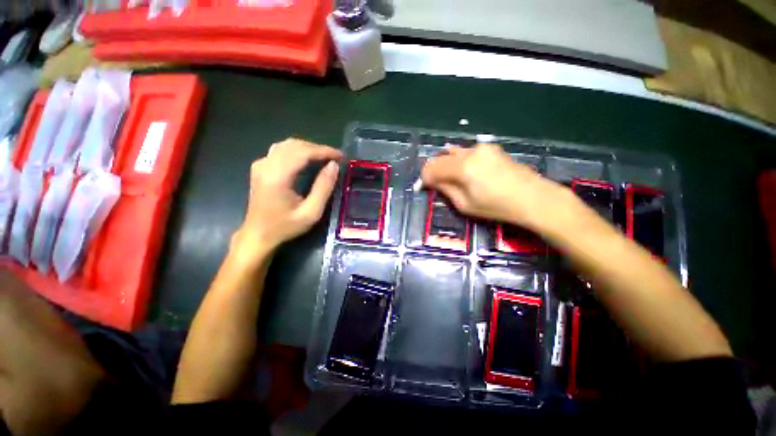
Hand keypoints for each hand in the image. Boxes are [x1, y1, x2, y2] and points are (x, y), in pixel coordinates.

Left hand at [232, 138, 341, 260]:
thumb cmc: (285, 226)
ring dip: (307, 148)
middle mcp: (266, 166)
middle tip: (335, 158)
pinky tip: (306, 160)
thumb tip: (334, 166)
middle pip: (294, 145)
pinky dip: (297, 151)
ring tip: (324, 158)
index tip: (340, 156)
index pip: (303, 152)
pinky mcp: (260, 168)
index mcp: (278, 177)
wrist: (258, 235)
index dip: (324, 151)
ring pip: (286, 145)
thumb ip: (324, 187)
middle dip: (317, 148)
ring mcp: (260, 165)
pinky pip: (280, 151)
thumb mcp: (311, 212)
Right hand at [421, 143, 561, 228]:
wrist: (534, 198)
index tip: (423, 187)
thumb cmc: (497, 207)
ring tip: (451, 179)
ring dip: (447, 165)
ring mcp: (482, 148)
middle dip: (435, 171)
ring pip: (454, 153)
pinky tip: (467, 173)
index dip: (424, 177)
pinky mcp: (492, 148)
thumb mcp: (465, 205)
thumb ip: (445, 189)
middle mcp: (471, 152)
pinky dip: (460, 161)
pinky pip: (467, 153)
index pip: (432, 168)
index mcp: (463, 167)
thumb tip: (431, 182)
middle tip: (436, 185)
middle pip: (442, 158)